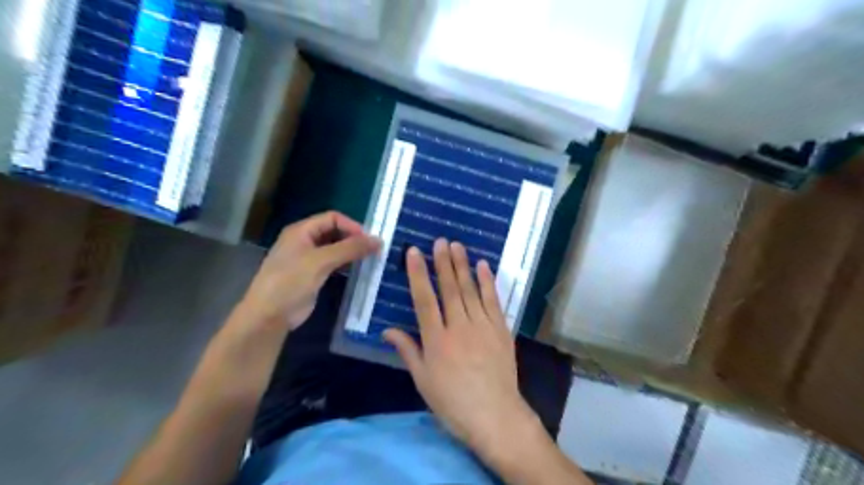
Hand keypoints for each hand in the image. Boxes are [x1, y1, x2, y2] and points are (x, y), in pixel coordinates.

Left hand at [238, 213, 380, 333]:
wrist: (269, 316)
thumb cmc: (291, 281)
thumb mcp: (321, 261)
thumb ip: (350, 249)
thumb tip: (379, 240)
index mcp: (301, 230)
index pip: (332, 218)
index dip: (352, 226)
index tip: (370, 240)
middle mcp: (305, 241)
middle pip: (335, 231)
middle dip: (354, 238)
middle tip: (373, 250)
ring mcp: (308, 259)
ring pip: (335, 248)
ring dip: (351, 252)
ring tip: (370, 259)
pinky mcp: (313, 275)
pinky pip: (333, 264)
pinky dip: (346, 264)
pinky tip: (358, 270)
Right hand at [384, 240, 538, 456]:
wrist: (495, 416)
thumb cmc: (453, 402)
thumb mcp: (423, 381)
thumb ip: (407, 351)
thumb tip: (387, 330)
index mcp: (437, 340)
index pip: (424, 299)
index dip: (418, 274)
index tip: (414, 252)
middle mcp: (459, 327)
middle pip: (450, 289)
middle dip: (443, 262)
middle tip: (440, 240)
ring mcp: (483, 326)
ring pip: (470, 290)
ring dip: (463, 266)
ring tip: (458, 245)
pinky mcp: (501, 329)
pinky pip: (493, 301)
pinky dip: (487, 282)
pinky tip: (483, 266)